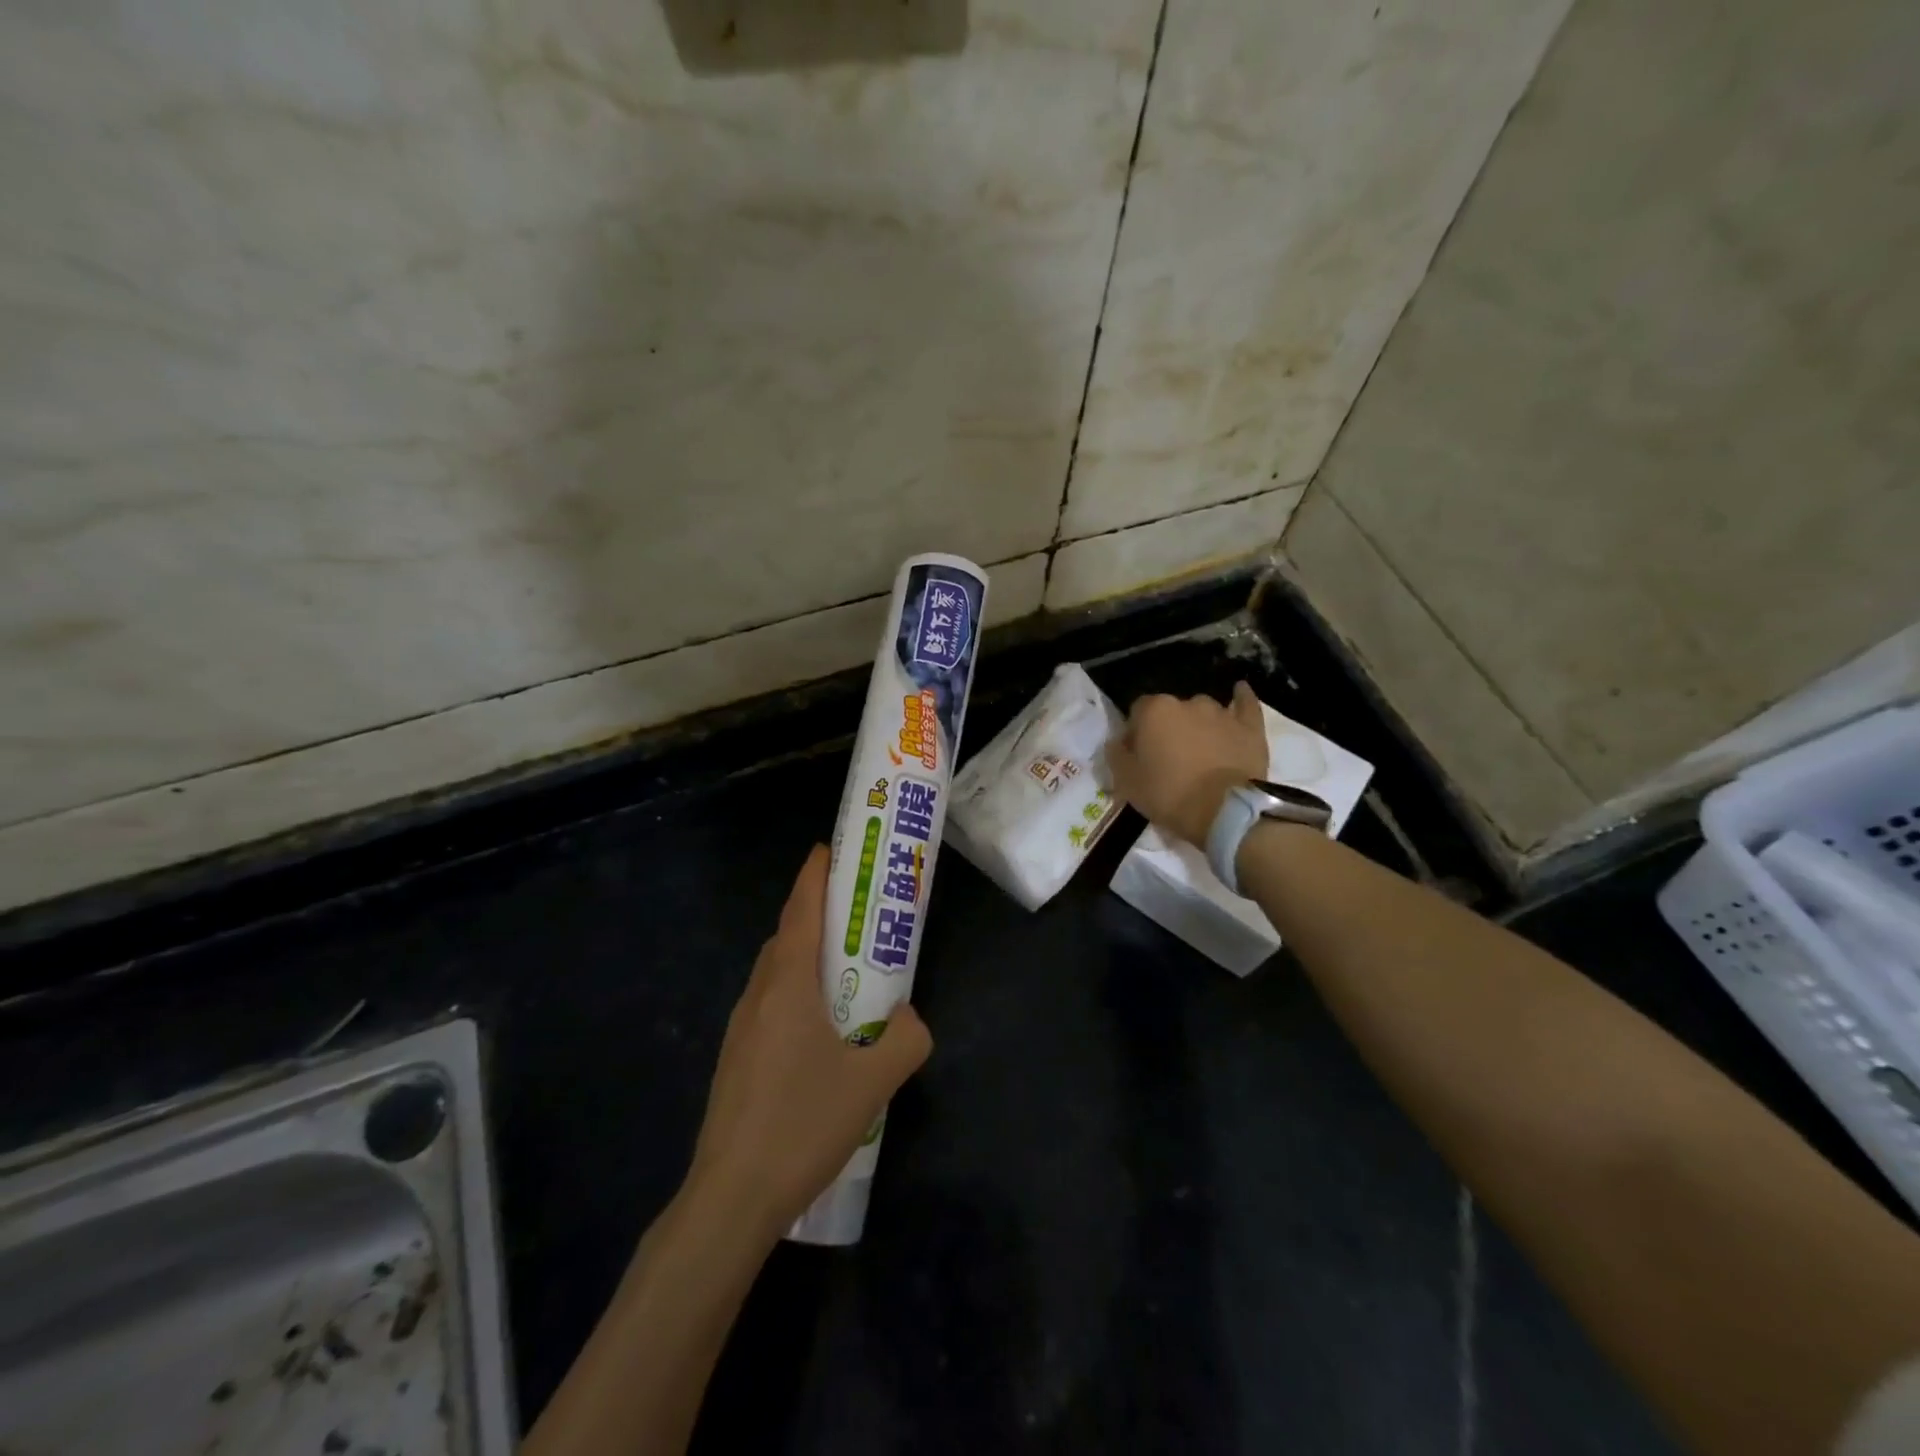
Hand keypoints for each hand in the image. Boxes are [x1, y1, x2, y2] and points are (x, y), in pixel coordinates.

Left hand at [688, 845, 932, 1239]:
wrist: (730, 1198)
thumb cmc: (803, 1123)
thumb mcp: (874, 1081)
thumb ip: (906, 1039)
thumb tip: (909, 1019)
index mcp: (787, 984)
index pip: (800, 909)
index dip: (814, 875)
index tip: (830, 850)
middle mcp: (758, 995)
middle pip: (787, 936)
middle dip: (817, 914)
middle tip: (856, 914)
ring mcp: (740, 1028)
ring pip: (774, 972)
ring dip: (805, 955)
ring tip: (843, 970)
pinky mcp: (734, 1059)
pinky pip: (768, 1004)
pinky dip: (793, 991)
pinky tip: (819, 1030)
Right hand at [1107, 681, 1268, 846]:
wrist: (1225, 812)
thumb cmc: (1169, 795)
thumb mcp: (1126, 781)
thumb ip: (1117, 754)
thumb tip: (1118, 742)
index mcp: (1154, 711)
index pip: (1137, 712)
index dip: (1136, 733)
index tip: (1138, 756)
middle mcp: (1187, 703)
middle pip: (1171, 711)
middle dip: (1168, 729)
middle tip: (1169, 759)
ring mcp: (1221, 713)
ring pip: (1203, 711)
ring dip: (1198, 725)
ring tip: (1200, 751)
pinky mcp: (1249, 727)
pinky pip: (1245, 704)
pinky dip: (1242, 699)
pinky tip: (1239, 691)